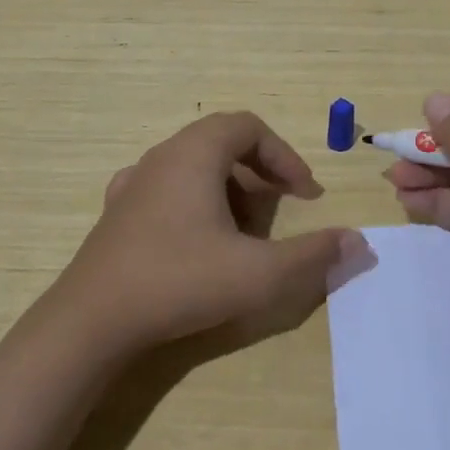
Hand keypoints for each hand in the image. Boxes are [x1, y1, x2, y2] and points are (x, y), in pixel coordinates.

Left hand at [56, 111, 368, 355]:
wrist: (91, 322)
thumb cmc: (179, 282)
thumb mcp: (259, 273)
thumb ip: (313, 255)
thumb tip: (359, 242)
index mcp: (194, 154)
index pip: (249, 127)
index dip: (284, 155)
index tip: (305, 194)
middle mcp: (161, 157)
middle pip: (222, 143)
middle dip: (259, 173)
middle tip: (277, 210)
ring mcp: (133, 184)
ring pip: (193, 167)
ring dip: (227, 189)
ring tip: (242, 232)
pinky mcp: (116, 214)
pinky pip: (167, 190)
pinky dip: (194, 204)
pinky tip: (197, 241)